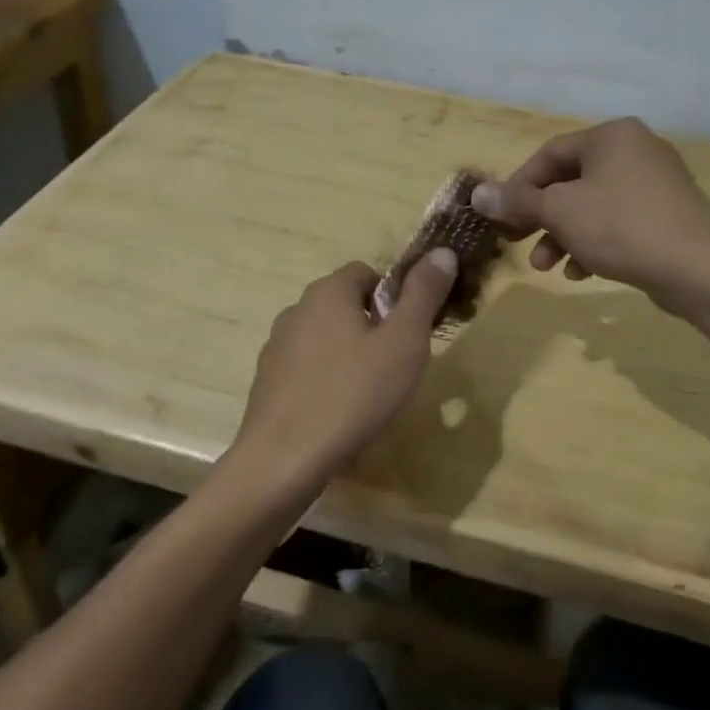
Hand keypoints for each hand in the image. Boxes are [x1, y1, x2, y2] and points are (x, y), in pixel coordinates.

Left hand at [231, 251, 458, 480]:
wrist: (284, 458)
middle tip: (396, 364)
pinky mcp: (267, 381)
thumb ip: (423, 294)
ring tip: (369, 393)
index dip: (393, 296)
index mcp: (328, 292)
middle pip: (344, 303)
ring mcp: (277, 346)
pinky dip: (325, 379)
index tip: (409, 331)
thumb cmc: (353, 394)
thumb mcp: (403, 342)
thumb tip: (442, 251)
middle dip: (373, 326)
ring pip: (324, 336)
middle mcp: (297, 309)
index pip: (366, 272)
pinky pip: (306, 367)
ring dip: (348, 353)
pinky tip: (338, 412)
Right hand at [472, 118, 709, 315]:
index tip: (500, 218)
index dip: (517, 187)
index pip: (548, 155)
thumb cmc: (621, 226)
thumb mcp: (559, 211)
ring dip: (562, 235)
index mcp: (610, 136)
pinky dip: (593, 243)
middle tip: (516, 242)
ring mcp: (656, 183)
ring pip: (592, 206)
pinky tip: (581, 274)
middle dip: (539, 217)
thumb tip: (476, 193)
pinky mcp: (668, 214)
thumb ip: (516, 201)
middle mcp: (635, 150)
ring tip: (547, 267)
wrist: (700, 268)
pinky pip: (618, 222)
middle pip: (570, 181)